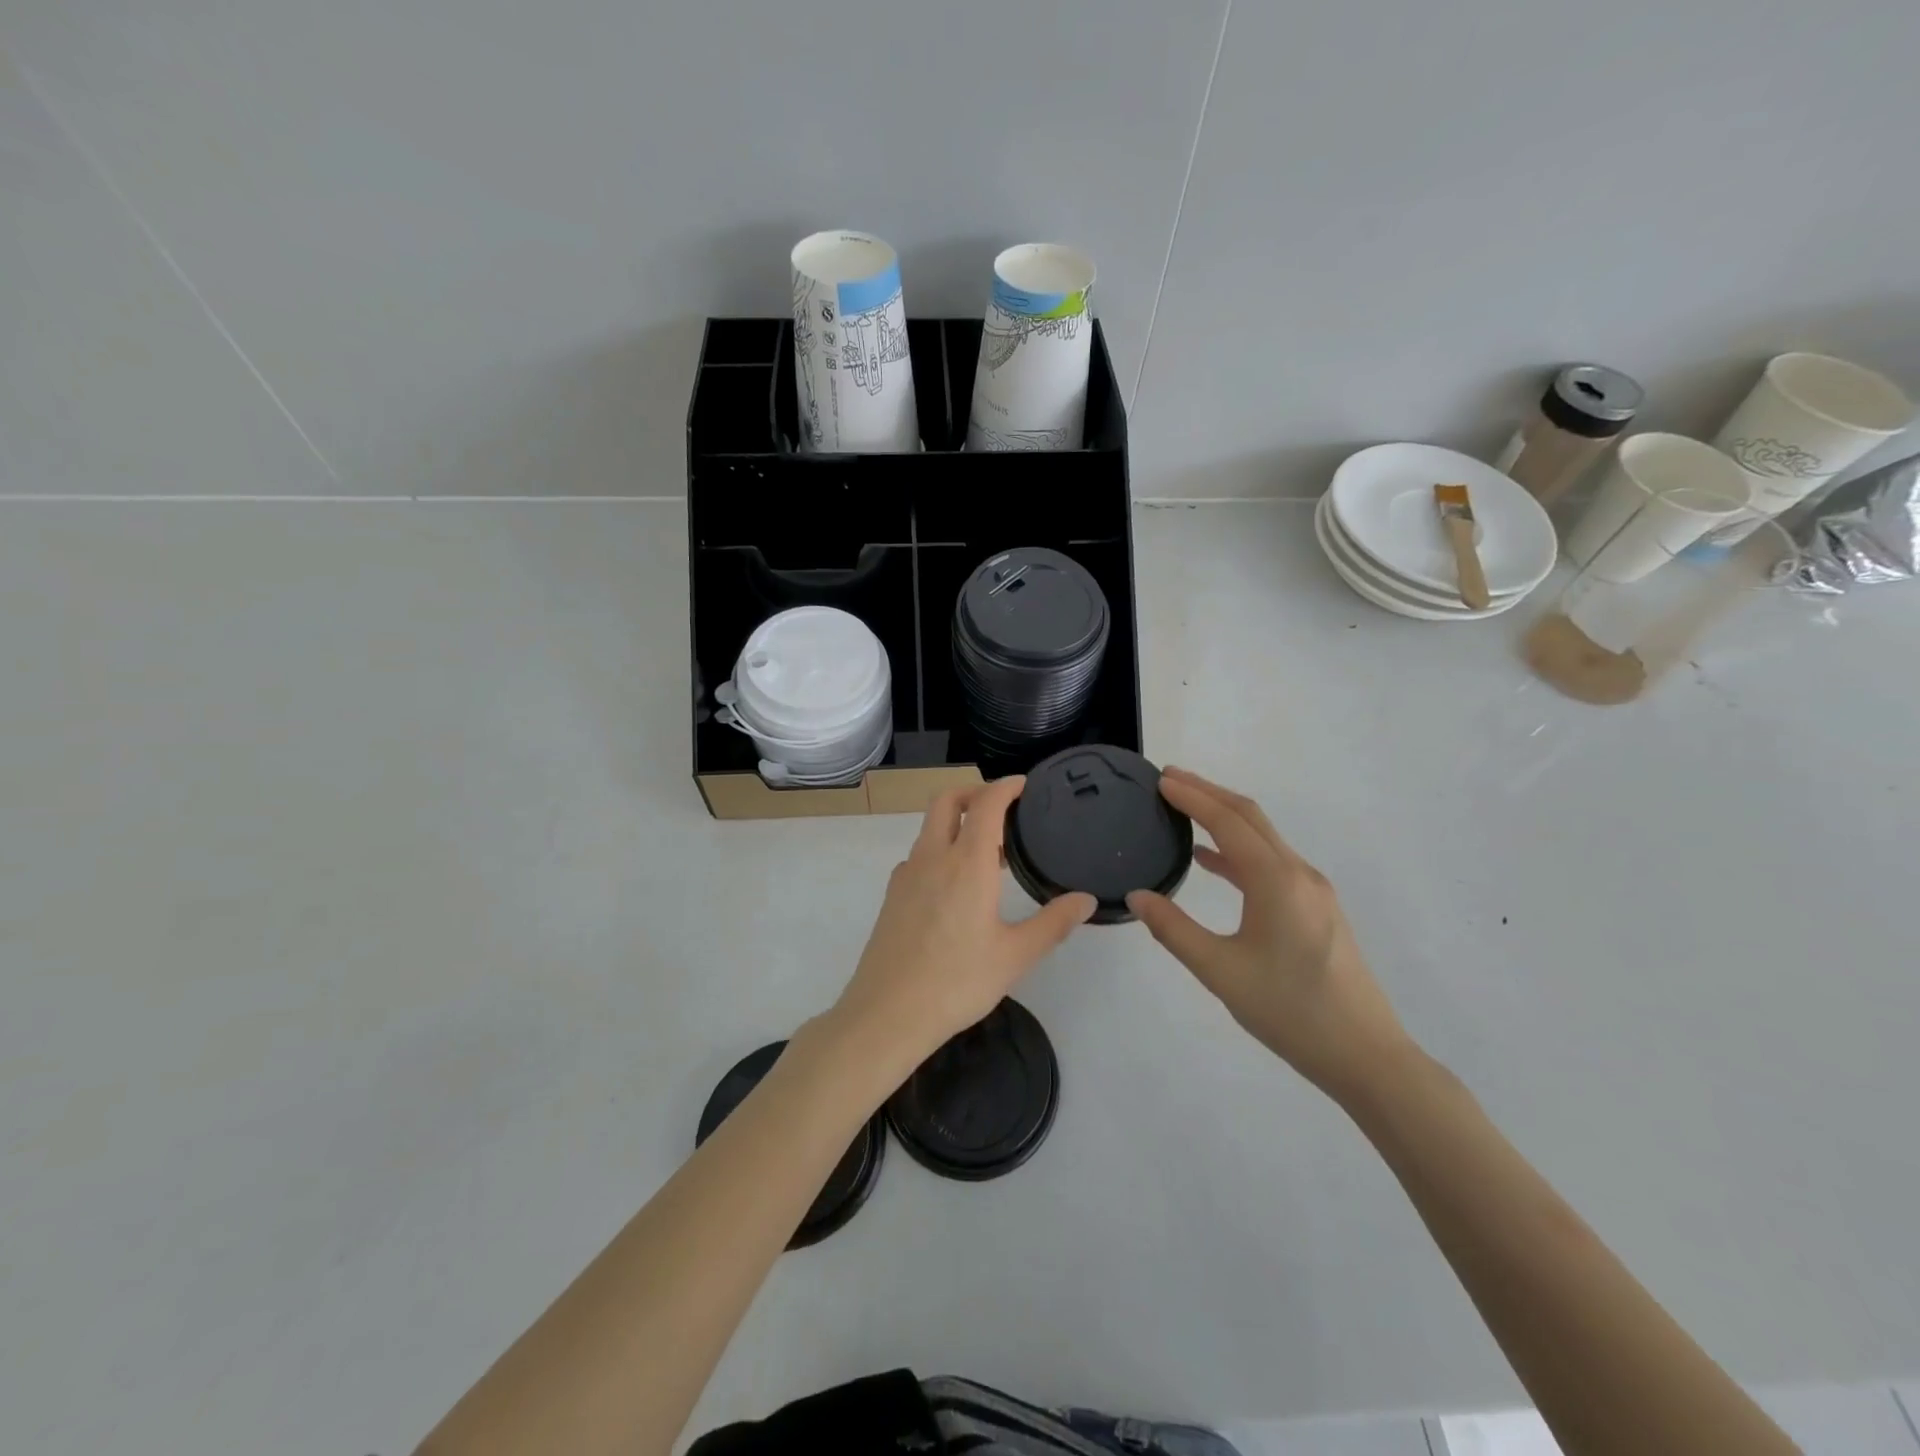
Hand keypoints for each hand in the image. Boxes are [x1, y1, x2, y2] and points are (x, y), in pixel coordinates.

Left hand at [833, 777, 1096, 1066]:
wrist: (887, 1013)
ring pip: (930, 828)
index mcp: (966, 864)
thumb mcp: (1015, 955)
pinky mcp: (892, 895)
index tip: (1024, 785)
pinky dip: (940, 851)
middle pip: (946, 802)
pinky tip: (956, 886)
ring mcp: (906, 875)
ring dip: (957, 823)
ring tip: (988, 852)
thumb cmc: (957, 982)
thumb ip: (1053, 923)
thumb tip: (1086, 900)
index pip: (986, 805)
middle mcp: (932, 858)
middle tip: (1002, 807)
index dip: (1005, 787)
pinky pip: (919, 856)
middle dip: (973, 793)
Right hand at [1126, 767, 1411, 1099]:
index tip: (1161, 779)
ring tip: (1184, 809)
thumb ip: (1174, 929)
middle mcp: (1298, 873)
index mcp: (1276, 881)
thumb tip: (1137, 895)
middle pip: (1250, 818)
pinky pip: (1271, 862)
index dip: (1192, 797)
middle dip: (1209, 793)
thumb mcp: (1220, 972)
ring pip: (1263, 837)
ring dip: (1224, 818)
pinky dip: (1238, 850)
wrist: (1366, 1056)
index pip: (1227, 822)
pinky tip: (1212, 861)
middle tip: (1169, 779)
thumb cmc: (1290, 1011)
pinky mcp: (1316, 908)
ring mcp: (1312, 890)